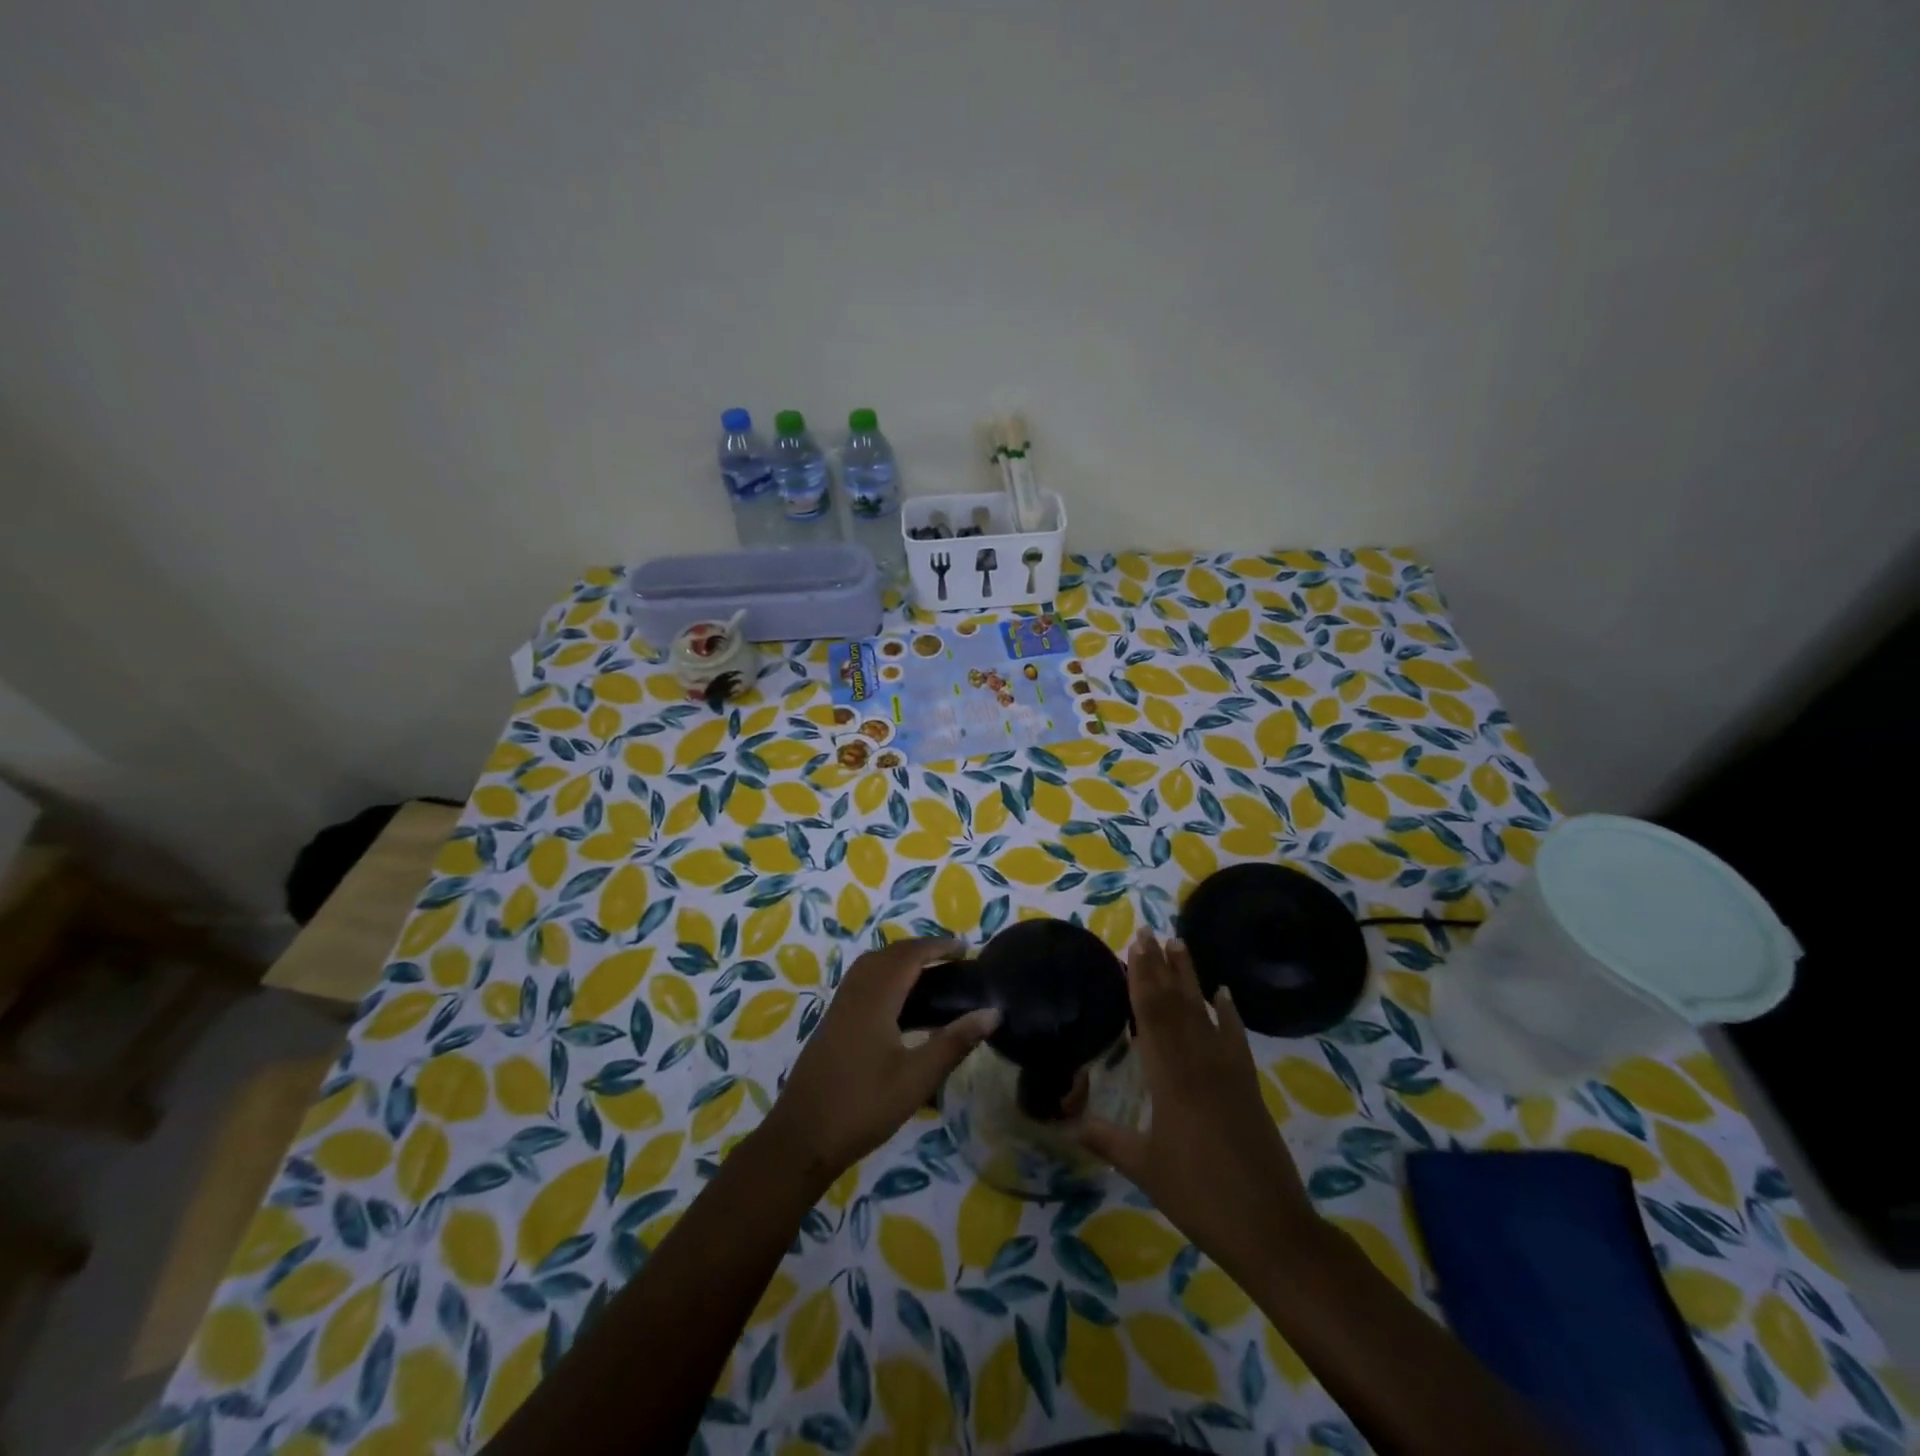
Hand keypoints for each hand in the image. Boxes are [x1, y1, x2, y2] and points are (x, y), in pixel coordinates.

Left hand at [760, 937, 999, 1191]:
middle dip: (920, 948)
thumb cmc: (863, 1107)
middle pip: (888, 954)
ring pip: (870, 965)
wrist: (801, 1138)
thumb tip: (992, 1012)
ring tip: (929, 973)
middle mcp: (854, 993)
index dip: (937, 946)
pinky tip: (898, 1002)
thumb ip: (954, 1042)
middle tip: (951, 959)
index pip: (909, 955)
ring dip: (899, 959)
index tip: (965, 948)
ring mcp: (839, 1007)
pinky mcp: (831, 1022)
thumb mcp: (917, 1078)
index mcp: (875, 998)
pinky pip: (861, 981)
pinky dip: (884, 975)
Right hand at [1075, 931, 1317, 1282]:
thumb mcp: (1145, 1168)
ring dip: (1190, 978)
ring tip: (1180, 945)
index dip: (1140, 977)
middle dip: (1160, 966)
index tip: (1134, 945)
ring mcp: (1227, 1071)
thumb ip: (1106, 1139)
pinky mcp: (1248, 1085)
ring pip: (1204, 1012)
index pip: (1150, 1015)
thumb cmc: (1199, 1196)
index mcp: (1169, 1077)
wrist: (1270, 1227)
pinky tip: (1224, 994)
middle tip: (1149, 932)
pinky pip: (1235, 1038)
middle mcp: (1198, 1062)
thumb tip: (1065, 1124)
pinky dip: (1229, 1014)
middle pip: (1176, 1004)